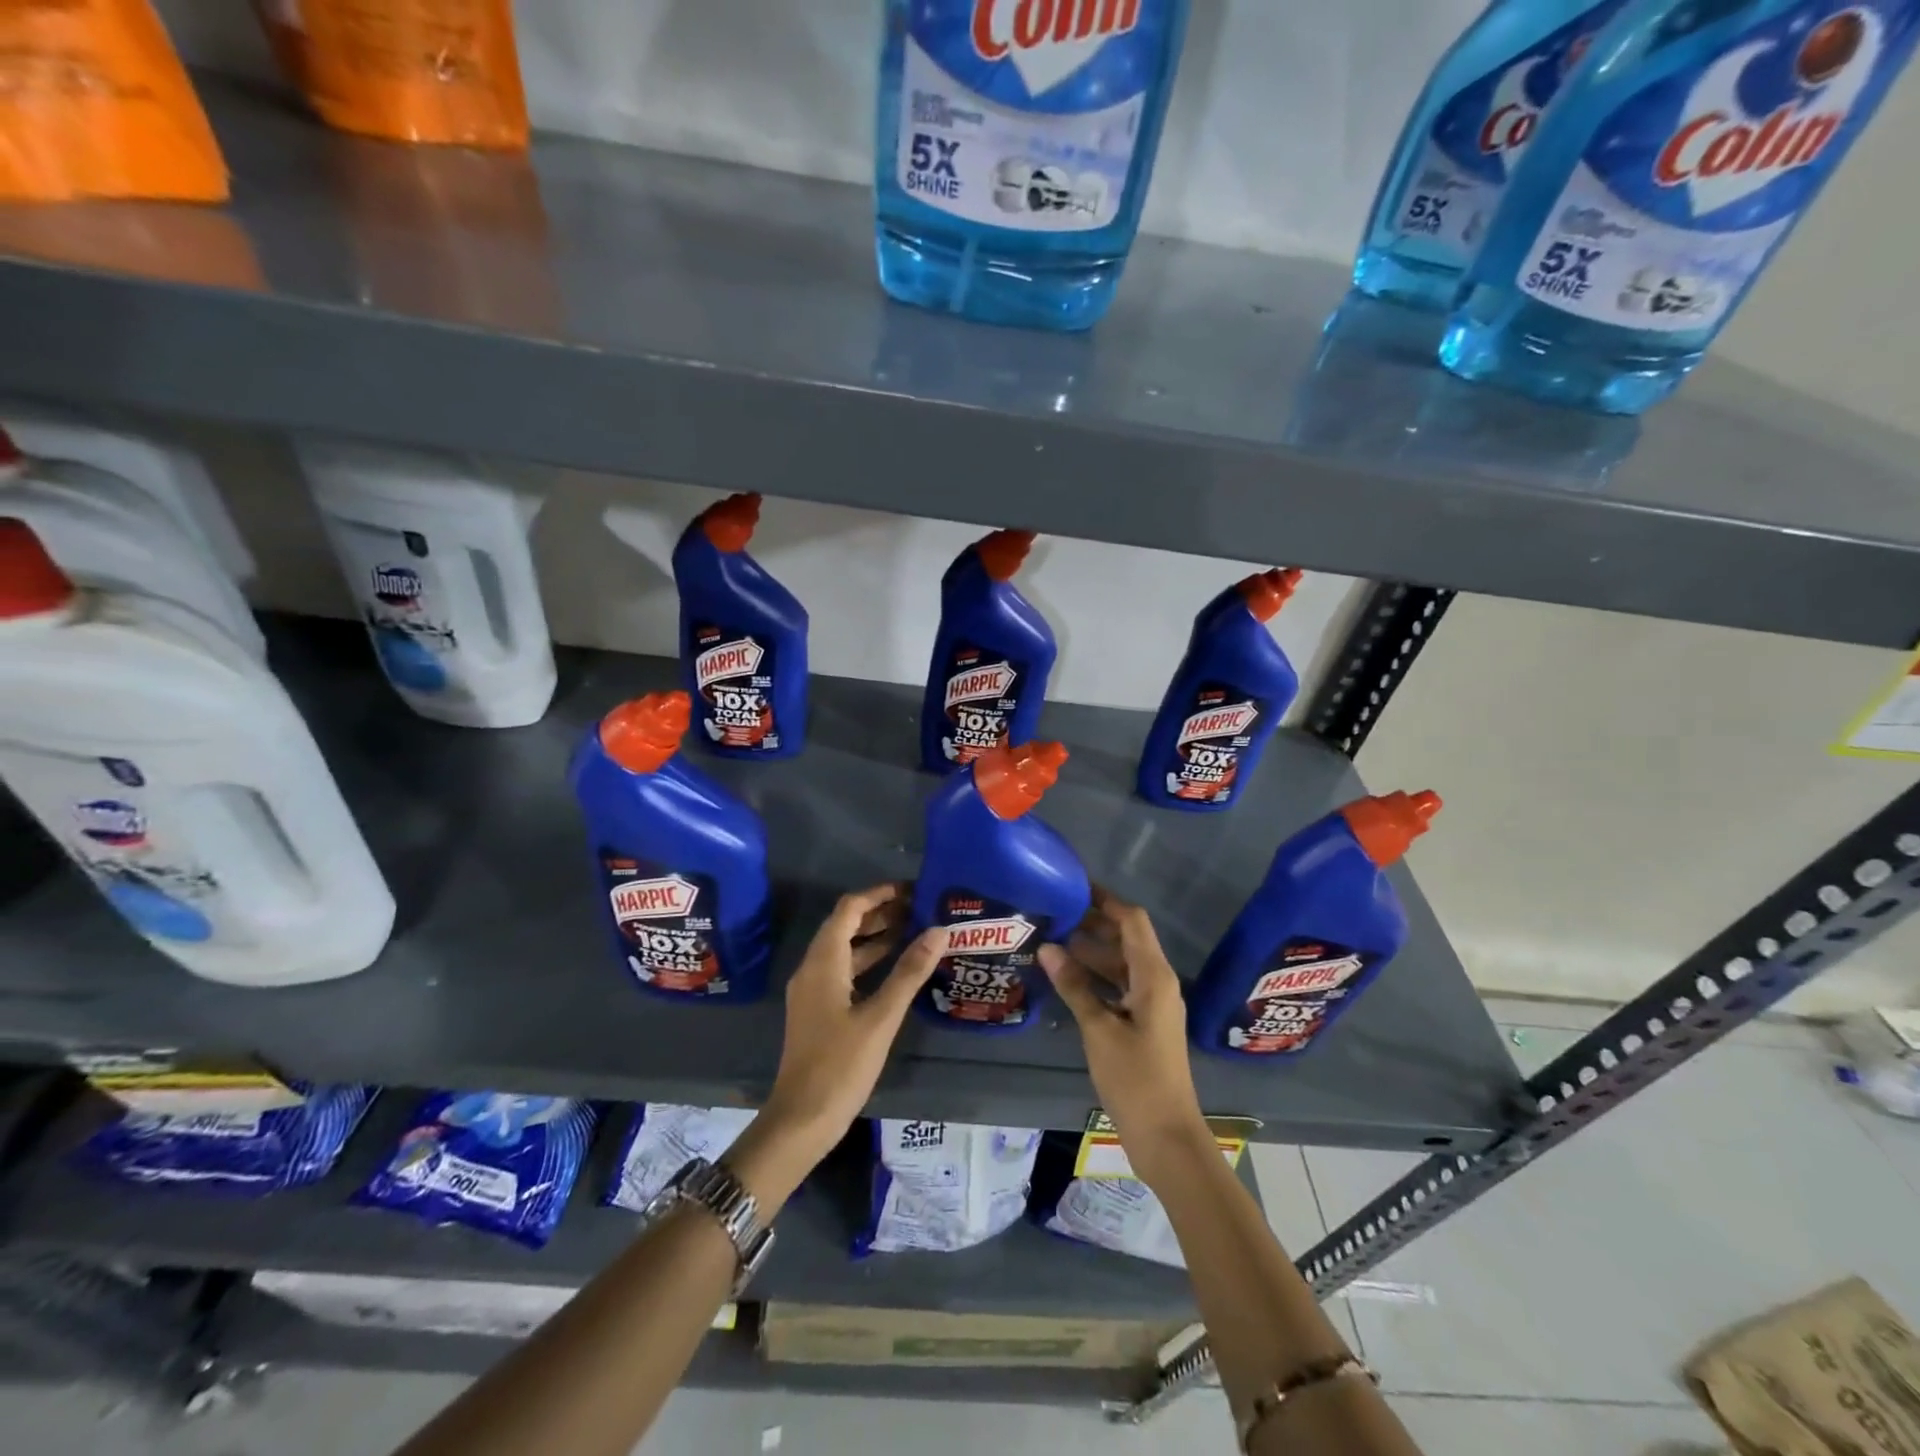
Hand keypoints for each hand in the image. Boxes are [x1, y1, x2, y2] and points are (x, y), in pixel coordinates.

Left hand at [736, 884, 941, 1199]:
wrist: (801, 1120)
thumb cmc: (840, 1066)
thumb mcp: (881, 1018)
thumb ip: (909, 972)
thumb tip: (938, 931)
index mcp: (823, 962)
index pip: (849, 909)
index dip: (879, 894)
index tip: (913, 890)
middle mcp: (813, 968)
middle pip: (846, 925)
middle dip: (881, 913)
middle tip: (921, 909)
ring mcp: (813, 990)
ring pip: (845, 949)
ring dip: (876, 937)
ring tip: (915, 931)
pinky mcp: (818, 1009)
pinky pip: (844, 970)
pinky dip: (869, 961)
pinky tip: (896, 969)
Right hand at [1039, 888, 1210, 1189]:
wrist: (1166, 1137)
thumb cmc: (1136, 1079)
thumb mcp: (1099, 1029)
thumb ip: (1074, 985)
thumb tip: (1048, 947)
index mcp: (1154, 976)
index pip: (1131, 920)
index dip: (1105, 899)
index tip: (1072, 885)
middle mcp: (1157, 982)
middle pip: (1126, 938)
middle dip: (1092, 923)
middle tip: (1052, 912)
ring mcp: (1151, 1004)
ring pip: (1120, 963)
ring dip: (1090, 951)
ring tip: (1050, 941)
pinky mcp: (1143, 1023)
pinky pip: (1118, 986)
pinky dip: (1095, 977)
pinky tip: (1065, 978)